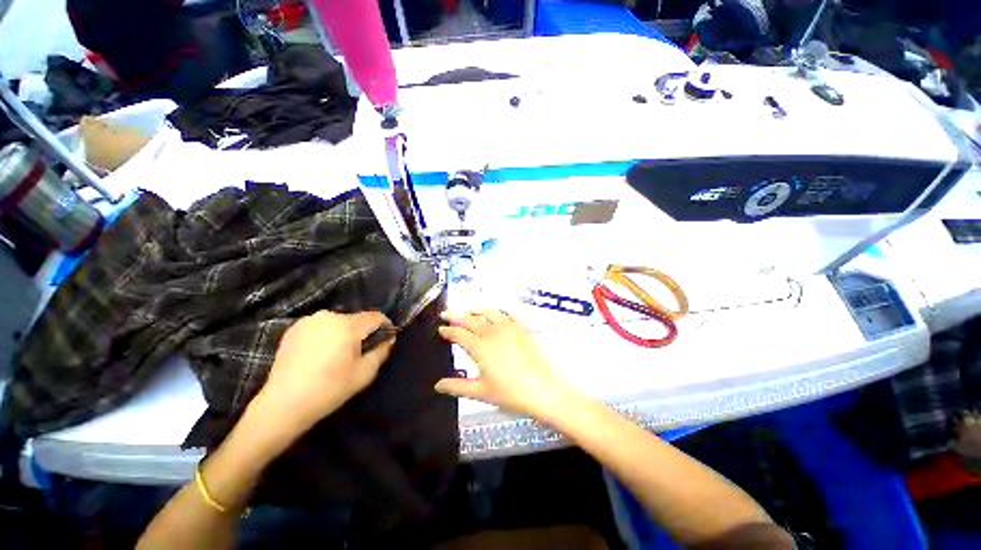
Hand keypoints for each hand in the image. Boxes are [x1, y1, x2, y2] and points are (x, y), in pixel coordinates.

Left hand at [255, 311, 395, 434]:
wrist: (284, 404)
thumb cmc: (330, 389)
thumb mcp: (365, 372)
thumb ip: (382, 351)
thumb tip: (389, 338)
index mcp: (347, 325)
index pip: (376, 316)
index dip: (386, 326)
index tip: (386, 338)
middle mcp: (328, 316)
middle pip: (357, 319)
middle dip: (363, 332)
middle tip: (360, 352)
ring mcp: (308, 321)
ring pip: (338, 322)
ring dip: (344, 333)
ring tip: (338, 354)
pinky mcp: (293, 328)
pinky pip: (321, 326)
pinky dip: (326, 335)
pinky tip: (320, 354)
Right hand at [436, 310, 575, 419]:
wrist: (541, 389)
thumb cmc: (511, 393)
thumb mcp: (481, 391)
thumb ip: (457, 387)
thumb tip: (439, 385)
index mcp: (480, 347)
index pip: (458, 333)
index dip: (448, 330)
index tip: (441, 329)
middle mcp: (492, 333)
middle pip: (470, 319)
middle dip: (456, 315)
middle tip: (447, 314)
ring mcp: (509, 328)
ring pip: (489, 312)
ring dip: (477, 310)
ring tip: (469, 309)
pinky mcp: (522, 328)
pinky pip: (509, 314)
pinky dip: (500, 311)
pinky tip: (498, 312)